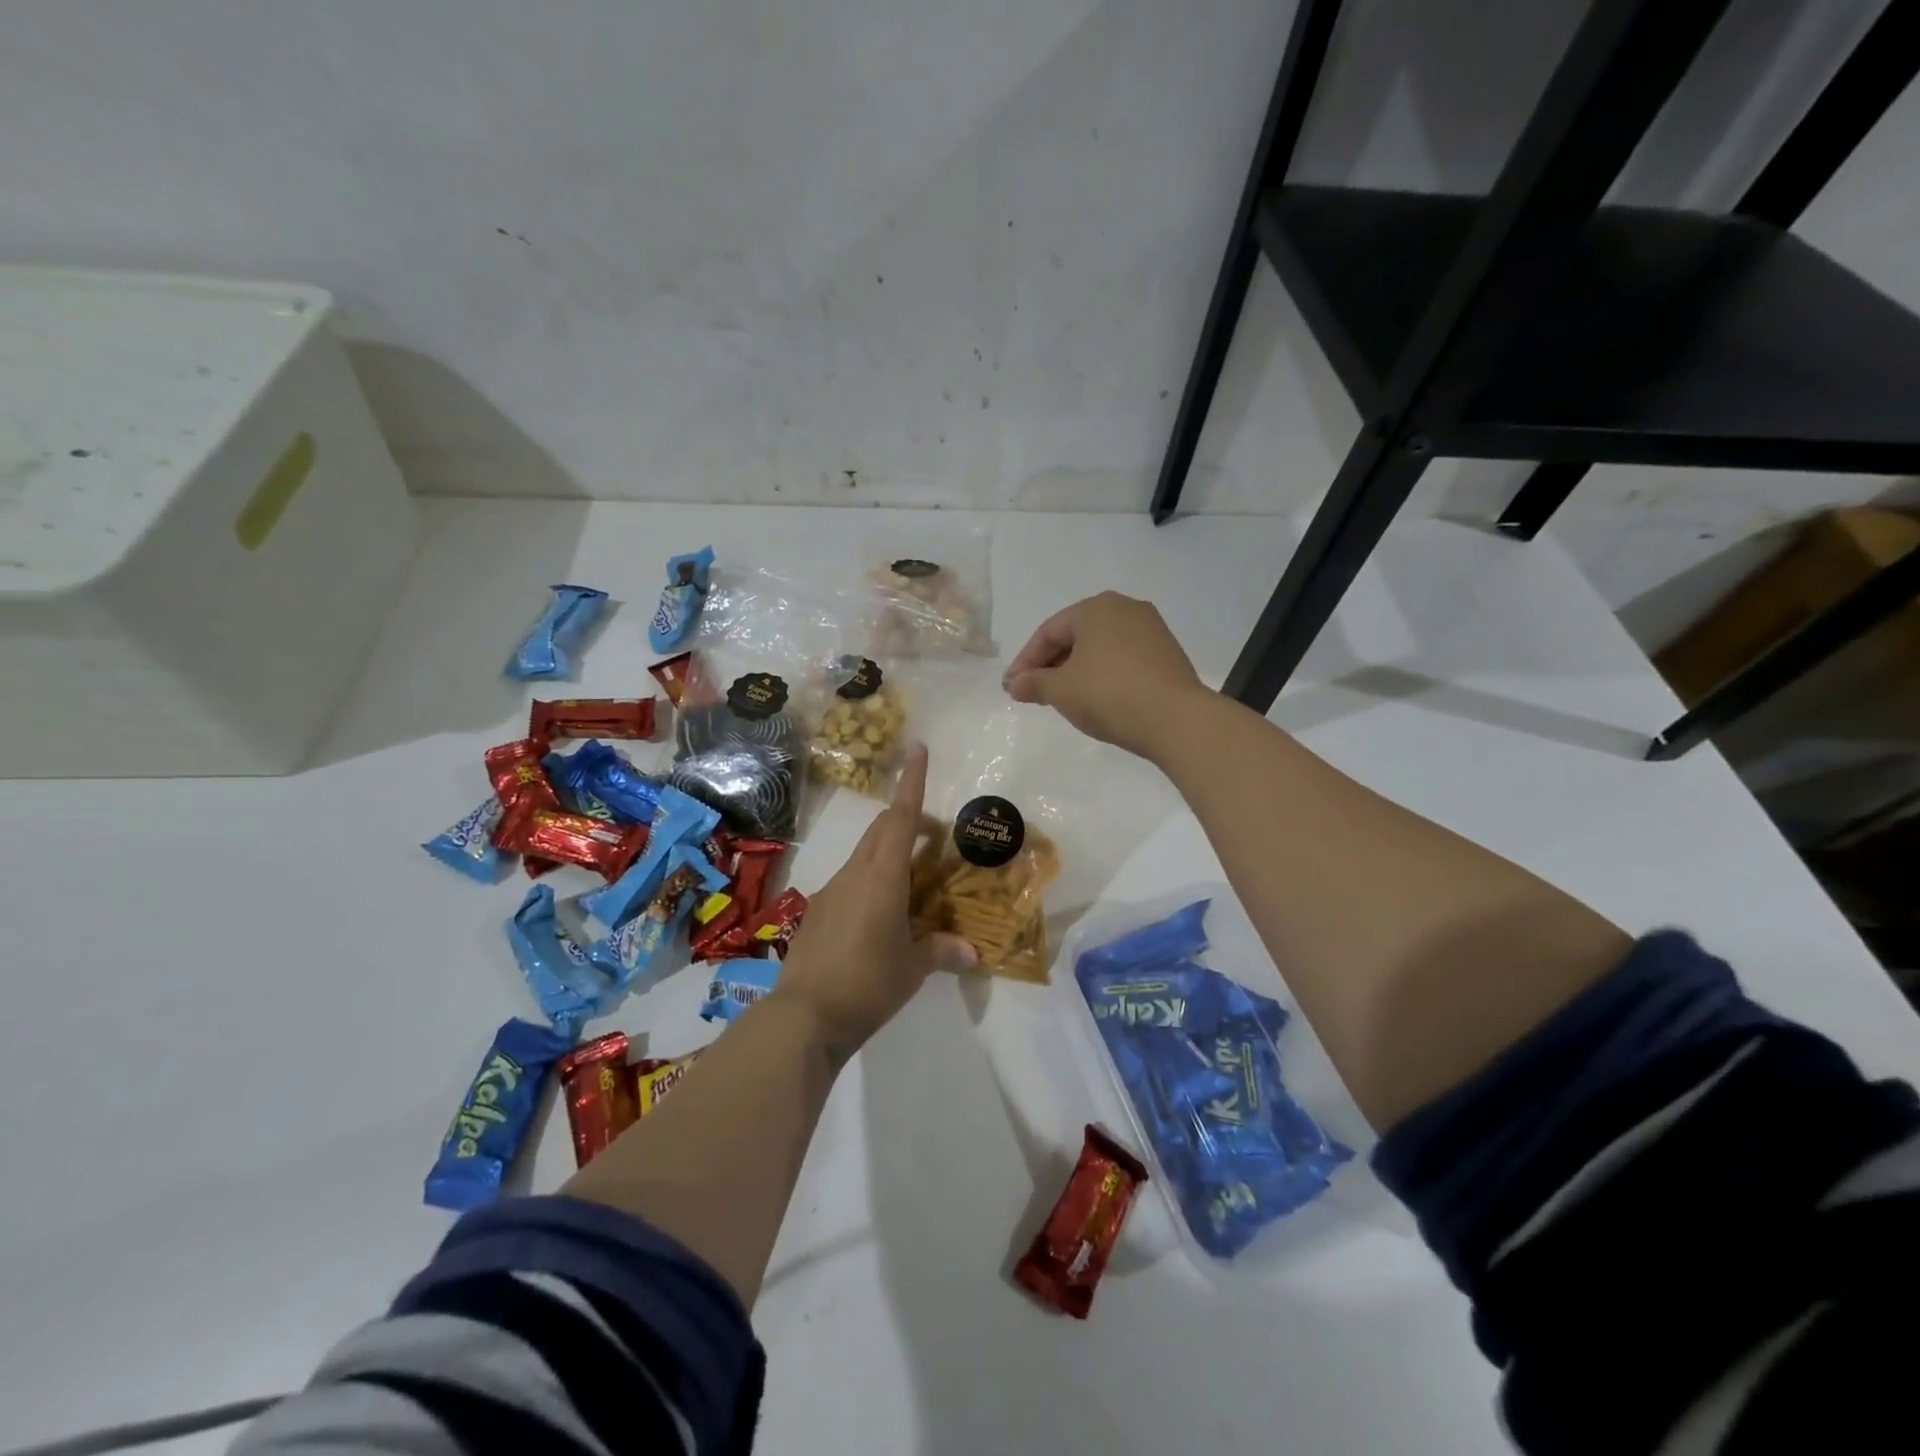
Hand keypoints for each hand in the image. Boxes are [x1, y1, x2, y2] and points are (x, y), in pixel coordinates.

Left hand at [771, 745, 975, 1058]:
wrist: (803, 1015)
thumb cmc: (867, 983)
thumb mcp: (912, 968)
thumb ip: (941, 951)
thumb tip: (972, 953)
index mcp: (882, 877)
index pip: (900, 818)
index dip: (912, 782)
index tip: (918, 751)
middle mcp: (854, 874)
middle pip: (880, 830)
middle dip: (906, 820)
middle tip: (933, 834)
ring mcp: (831, 892)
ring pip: (864, 855)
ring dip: (888, 853)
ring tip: (913, 881)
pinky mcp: (817, 913)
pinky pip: (850, 882)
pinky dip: (871, 881)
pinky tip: (881, 915)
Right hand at [1003, 592, 1207, 759]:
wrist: (1176, 719)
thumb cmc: (1109, 695)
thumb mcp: (1061, 691)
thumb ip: (1033, 683)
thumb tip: (1014, 684)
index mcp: (1096, 607)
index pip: (1049, 632)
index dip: (1025, 661)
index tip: (1012, 687)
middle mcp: (1125, 608)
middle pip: (1075, 636)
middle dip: (1051, 665)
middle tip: (1033, 692)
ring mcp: (1151, 629)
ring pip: (1100, 647)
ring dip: (1076, 670)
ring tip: (1062, 697)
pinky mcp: (1167, 653)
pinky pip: (1123, 658)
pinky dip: (1103, 674)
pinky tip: (1096, 697)